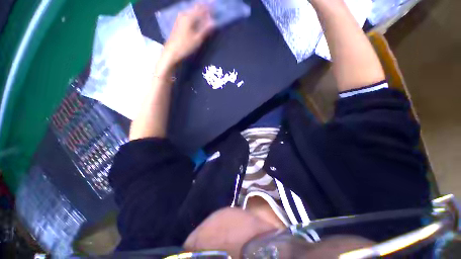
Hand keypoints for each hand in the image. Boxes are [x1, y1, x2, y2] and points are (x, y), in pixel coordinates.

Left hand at [161, 4, 214, 65]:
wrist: (171, 51)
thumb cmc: (185, 46)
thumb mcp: (197, 39)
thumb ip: (205, 29)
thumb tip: (213, 22)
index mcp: (189, 17)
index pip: (201, 8)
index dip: (208, 7)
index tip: (214, 4)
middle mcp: (184, 14)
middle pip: (195, 8)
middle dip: (203, 7)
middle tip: (211, 7)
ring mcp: (180, 18)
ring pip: (192, 11)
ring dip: (199, 11)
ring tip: (206, 12)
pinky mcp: (178, 23)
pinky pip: (188, 15)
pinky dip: (194, 15)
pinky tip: (197, 18)